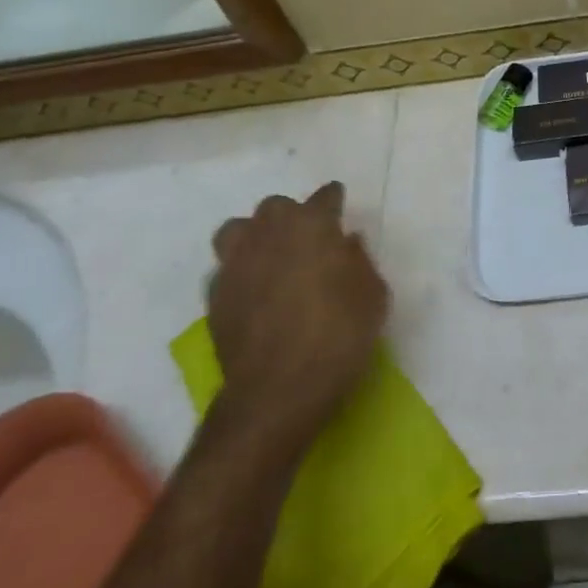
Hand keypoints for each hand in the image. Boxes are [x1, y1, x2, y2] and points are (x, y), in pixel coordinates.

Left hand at [205, 181, 388, 443]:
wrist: (278, 391)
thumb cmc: (339, 335)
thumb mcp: (373, 295)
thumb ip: (359, 261)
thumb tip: (346, 244)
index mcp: (313, 225)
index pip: (325, 196)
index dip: (334, 202)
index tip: (340, 210)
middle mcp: (271, 233)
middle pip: (276, 206)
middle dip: (291, 216)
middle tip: (306, 240)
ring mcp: (237, 263)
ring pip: (237, 230)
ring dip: (254, 236)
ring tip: (269, 258)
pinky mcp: (214, 297)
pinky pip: (225, 269)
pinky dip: (239, 273)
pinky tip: (253, 293)